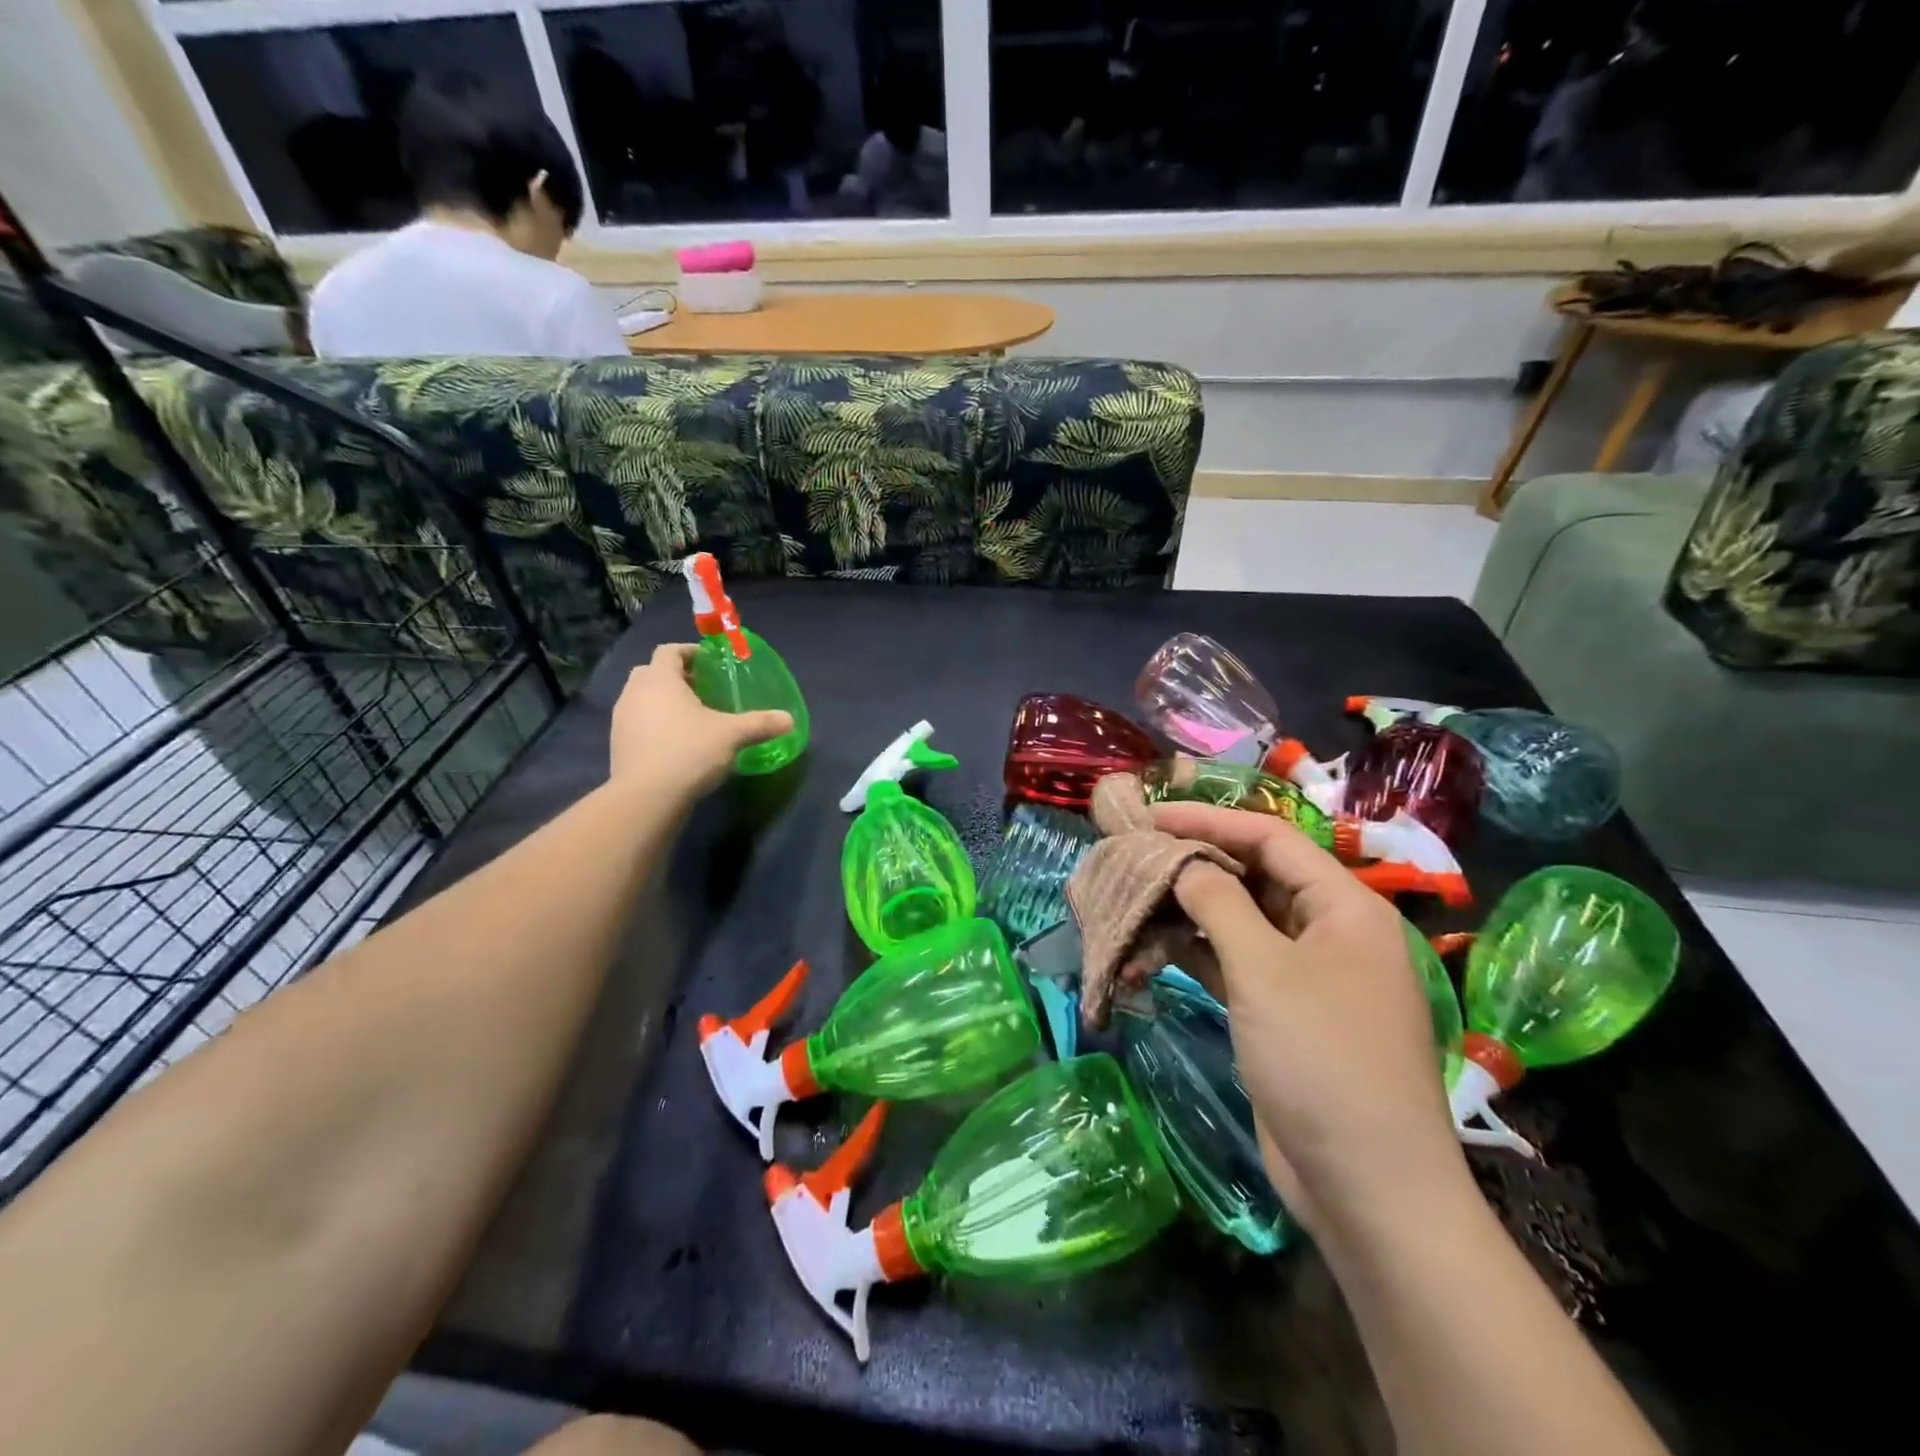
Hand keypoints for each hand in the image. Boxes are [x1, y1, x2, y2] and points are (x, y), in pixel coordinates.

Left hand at [609, 644, 792, 796]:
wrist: (646, 796)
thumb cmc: (689, 751)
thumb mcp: (732, 735)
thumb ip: (760, 723)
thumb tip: (789, 719)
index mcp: (660, 679)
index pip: (670, 651)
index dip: (690, 652)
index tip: (711, 663)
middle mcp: (635, 692)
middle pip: (653, 672)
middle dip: (678, 677)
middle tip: (704, 690)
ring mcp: (622, 718)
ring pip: (644, 698)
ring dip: (665, 701)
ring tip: (693, 717)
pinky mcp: (618, 743)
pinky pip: (639, 722)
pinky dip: (656, 724)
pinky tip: (678, 742)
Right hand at [1152, 802, 1469, 1240]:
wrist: (1366, 1187)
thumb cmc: (1323, 1061)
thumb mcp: (1265, 971)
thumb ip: (1219, 904)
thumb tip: (1182, 863)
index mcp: (1344, 907)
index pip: (1270, 839)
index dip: (1209, 822)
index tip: (1150, 817)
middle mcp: (1326, 930)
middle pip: (1252, 876)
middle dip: (1192, 864)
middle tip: (1133, 854)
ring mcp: (1303, 973)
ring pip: (1236, 920)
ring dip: (1185, 911)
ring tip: (1130, 897)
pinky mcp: (1278, 1010)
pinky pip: (1231, 963)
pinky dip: (1191, 952)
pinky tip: (1147, 947)